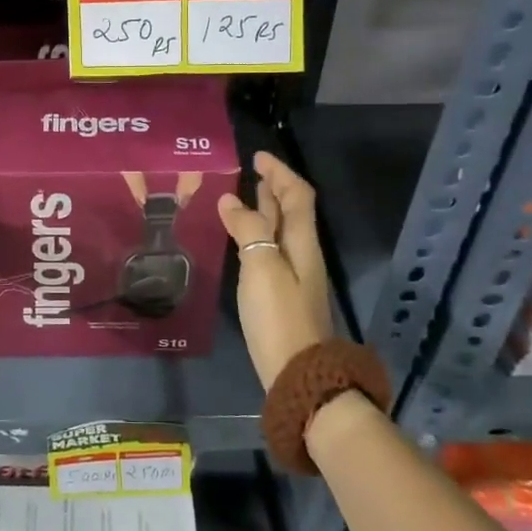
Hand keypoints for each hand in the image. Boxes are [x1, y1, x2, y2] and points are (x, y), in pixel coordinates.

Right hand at [217, 152, 332, 390]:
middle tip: (249, 172)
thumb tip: (229, 201)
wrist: (298, 374)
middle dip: (273, 187)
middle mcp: (302, 254)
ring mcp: (293, 276)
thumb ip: (248, 230)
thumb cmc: (280, 316)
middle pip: (292, 211)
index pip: (297, 195)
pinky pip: (270, 250)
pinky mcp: (281, 295)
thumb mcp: (262, 267)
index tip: (257, 157)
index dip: (280, 173)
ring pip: (281, 231)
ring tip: (242, 196)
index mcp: (302, 242)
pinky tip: (240, 240)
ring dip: (265, 210)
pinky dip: (257, 234)